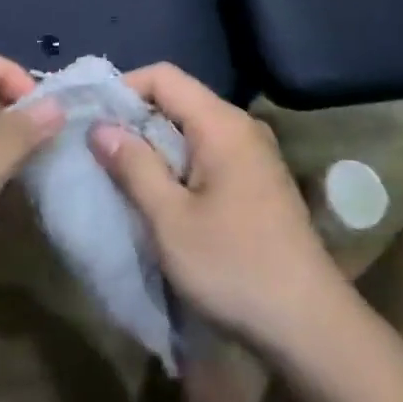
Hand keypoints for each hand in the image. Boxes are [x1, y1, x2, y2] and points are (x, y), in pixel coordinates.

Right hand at [90, 63, 350, 357]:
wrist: (309, 325)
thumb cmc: (233, 267)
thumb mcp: (170, 220)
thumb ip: (134, 166)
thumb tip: (101, 126)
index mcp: (222, 124)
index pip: (164, 76)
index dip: (124, 88)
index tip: (93, 119)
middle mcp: (242, 127)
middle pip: (179, 99)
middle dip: (136, 119)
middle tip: (99, 151)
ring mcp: (255, 154)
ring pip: (193, 129)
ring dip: (156, 145)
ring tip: (122, 175)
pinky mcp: (259, 182)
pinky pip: (209, 153)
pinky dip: (179, 163)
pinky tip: (162, 196)